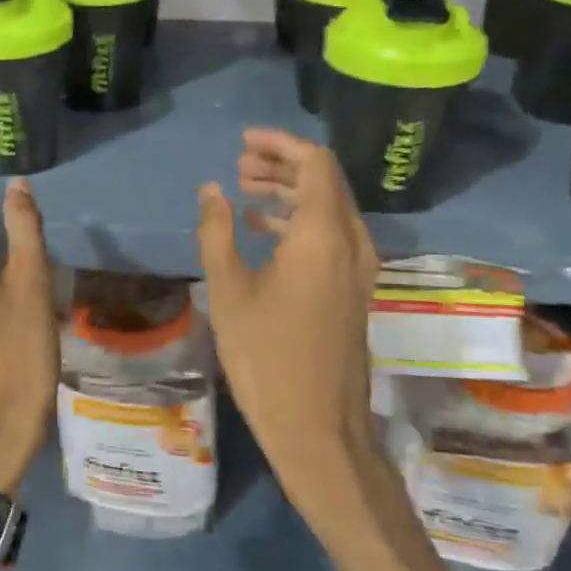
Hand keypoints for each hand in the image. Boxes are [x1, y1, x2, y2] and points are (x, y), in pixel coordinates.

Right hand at [196, 129, 380, 516]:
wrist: (318, 428)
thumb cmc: (266, 357)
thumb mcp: (229, 290)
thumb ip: (217, 231)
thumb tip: (212, 189)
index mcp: (324, 234)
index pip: (314, 163)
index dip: (280, 144)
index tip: (244, 142)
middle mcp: (351, 242)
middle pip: (325, 181)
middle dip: (283, 164)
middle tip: (240, 164)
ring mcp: (358, 268)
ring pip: (329, 208)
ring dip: (290, 192)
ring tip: (244, 189)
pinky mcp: (354, 289)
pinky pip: (331, 235)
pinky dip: (300, 221)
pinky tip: (264, 229)